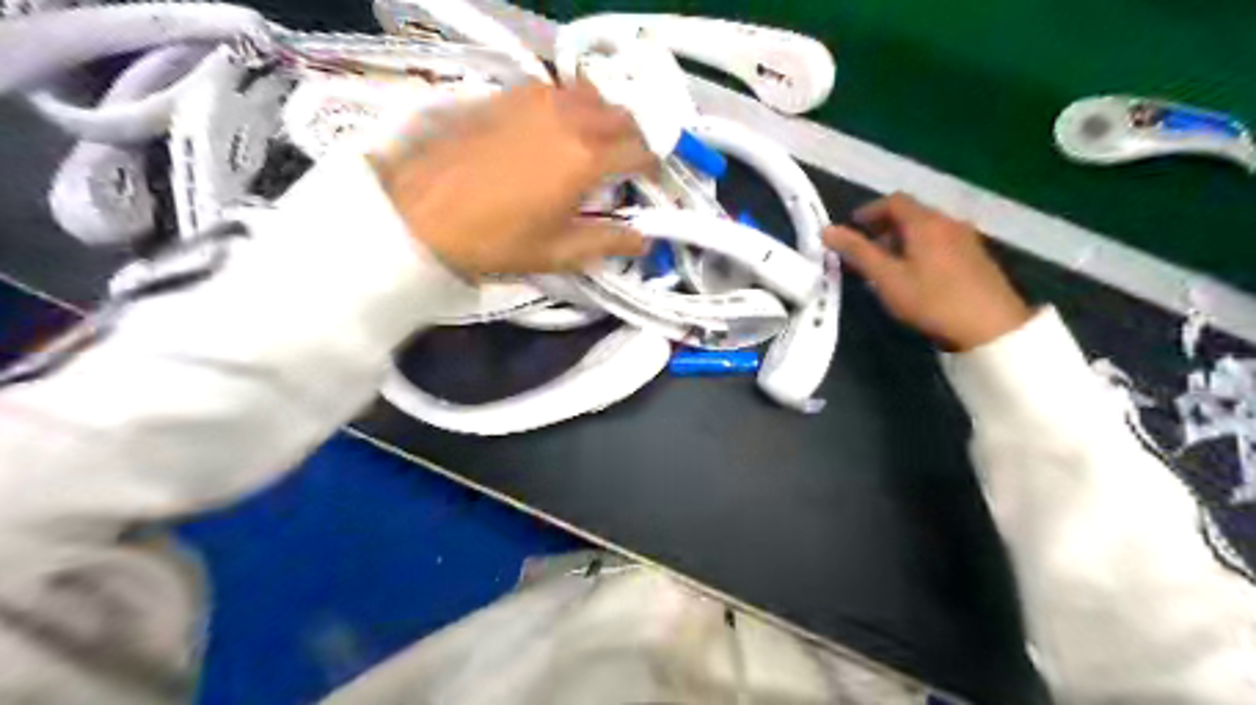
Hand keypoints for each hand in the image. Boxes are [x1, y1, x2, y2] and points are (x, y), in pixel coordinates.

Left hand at [370, 81, 659, 278]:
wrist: (421, 212)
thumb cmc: (496, 239)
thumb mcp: (558, 251)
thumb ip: (608, 242)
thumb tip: (643, 242)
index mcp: (587, 157)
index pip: (641, 150)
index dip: (653, 167)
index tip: (650, 183)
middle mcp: (569, 117)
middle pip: (622, 116)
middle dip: (634, 139)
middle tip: (627, 166)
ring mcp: (537, 99)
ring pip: (591, 95)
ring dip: (604, 117)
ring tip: (595, 145)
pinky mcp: (509, 95)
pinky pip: (557, 90)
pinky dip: (571, 105)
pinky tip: (557, 130)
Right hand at [825, 193, 1028, 350]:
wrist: (991, 326)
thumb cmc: (931, 299)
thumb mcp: (887, 278)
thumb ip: (858, 251)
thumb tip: (828, 230)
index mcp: (925, 222)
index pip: (894, 201)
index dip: (870, 210)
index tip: (853, 227)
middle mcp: (948, 222)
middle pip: (913, 213)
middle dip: (885, 226)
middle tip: (866, 248)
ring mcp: (967, 239)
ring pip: (928, 228)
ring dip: (904, 238)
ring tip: (888, 264)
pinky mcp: (977, 257)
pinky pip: (942, 241)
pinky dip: (921, 248)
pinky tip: (916, 274)